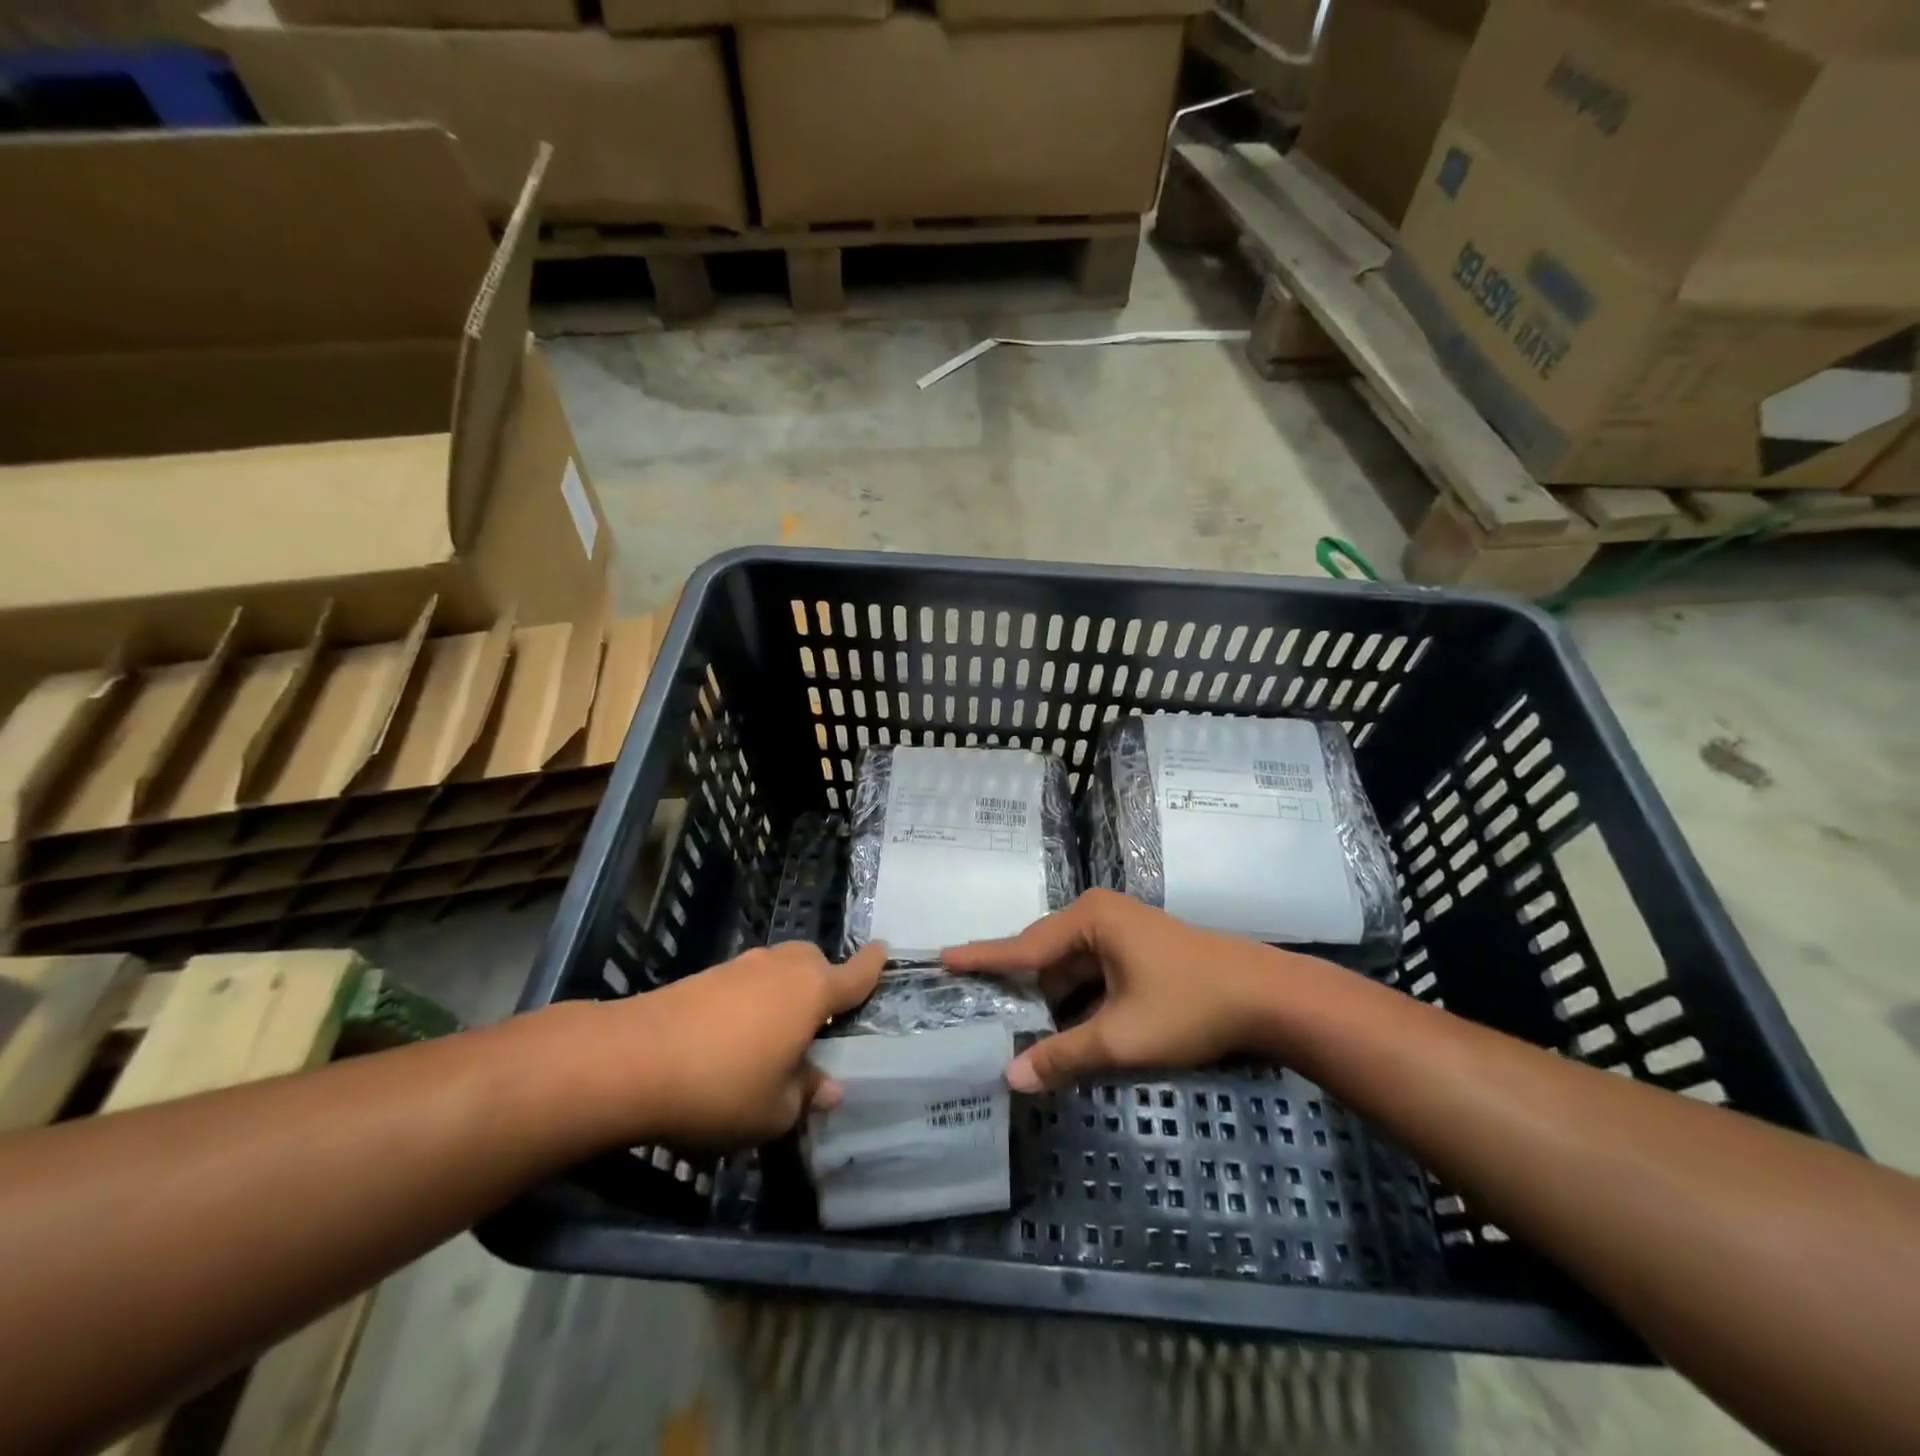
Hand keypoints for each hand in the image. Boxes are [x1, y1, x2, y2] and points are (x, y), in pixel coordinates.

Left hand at [625, 941, 884, 1146]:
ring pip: (777, 969)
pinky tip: (732, 1037)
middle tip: (818, 1020)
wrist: (634, 1059)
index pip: (854, 974)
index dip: (872, 965)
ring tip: (772, 1036)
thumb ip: (806, 1094)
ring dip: (783, 992)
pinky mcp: (706, 975)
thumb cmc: (722, 1086)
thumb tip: (829, 1088)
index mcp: (811, 992)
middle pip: (813, 962)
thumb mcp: (774, 1110)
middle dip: (822, 981)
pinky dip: (750, 1000)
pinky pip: (745, 981)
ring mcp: (741, 966)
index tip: (884, 951)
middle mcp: (782, 968)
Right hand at [944, 890, 1299, 1090]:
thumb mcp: (1122, 1037)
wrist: (1267, 996)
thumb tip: (1011, 1078)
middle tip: (983, 1015)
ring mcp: (1120, 930)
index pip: (1022, 945)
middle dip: (1021, 990)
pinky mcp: (1137, 949)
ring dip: (1053, 1002)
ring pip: (1069, 969)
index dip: (982, 957)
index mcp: (1089, 921)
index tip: (943, 958)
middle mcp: (1099, 916)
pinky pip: (1092, 974)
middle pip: (1045, 957)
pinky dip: (1079, 1001)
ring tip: (1023, 1034)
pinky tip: (1069, 1030)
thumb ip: (1064, 1056)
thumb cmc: (1189, 1005)